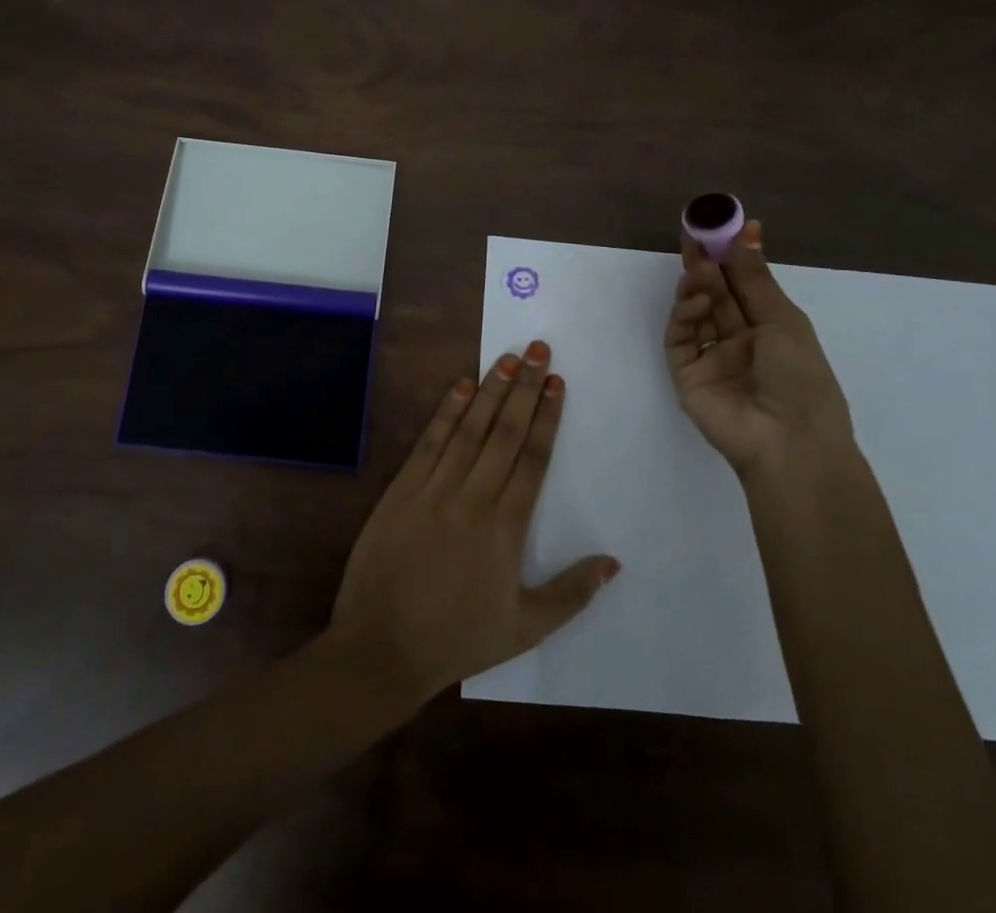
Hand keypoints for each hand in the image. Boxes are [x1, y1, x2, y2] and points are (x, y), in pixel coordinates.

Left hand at [329, 342, 618, 703]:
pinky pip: (429, 443)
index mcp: (506, 529)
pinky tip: (459, 386)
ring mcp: (434, 490)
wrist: (382, 647)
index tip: (556, 383)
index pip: (532, 460)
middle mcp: (473, 498)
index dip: (546, 418)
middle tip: (538, 350)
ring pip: (469, 430)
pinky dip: (445, 413)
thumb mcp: (524, 628)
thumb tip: (613, 562)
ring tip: (507, 358)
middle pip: (504, 433)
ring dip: (489, 390)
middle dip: (524, 389)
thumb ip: (571, 594)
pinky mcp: (402, 490)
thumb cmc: (457, 639)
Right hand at [664, 219, 852, 478]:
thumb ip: (755, 277)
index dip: (733, 256)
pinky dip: (685, 315)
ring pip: (696, 313)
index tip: (722, 226)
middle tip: (695, 235)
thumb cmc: (801, 378)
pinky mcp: (686, 374)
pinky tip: (698, 299)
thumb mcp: (783, 320)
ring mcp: (711, 358)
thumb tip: (749, 230)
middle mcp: (740, 341)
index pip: (744, 286)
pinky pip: (681, 338)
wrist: (788, 442)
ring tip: (700, 267)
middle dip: (707, 265)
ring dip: (697, 287)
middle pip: (717, 295)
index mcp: (770, 330)